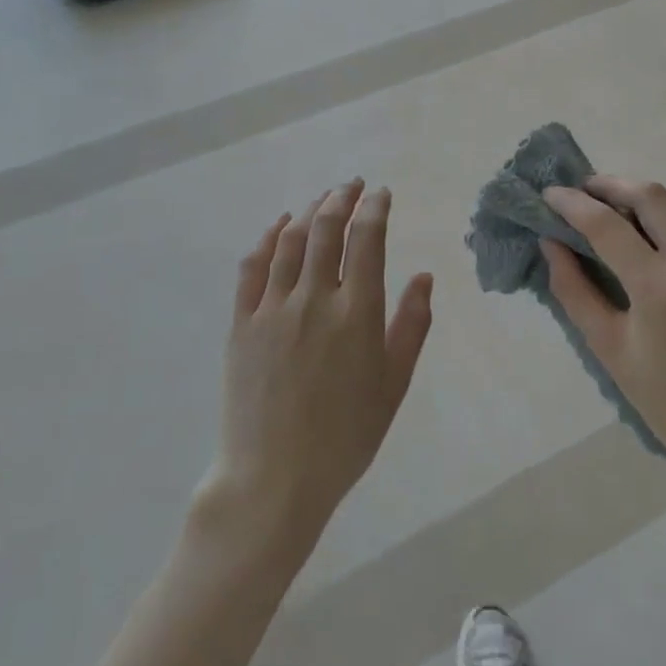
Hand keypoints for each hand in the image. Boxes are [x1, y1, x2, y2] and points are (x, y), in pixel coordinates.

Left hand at [205, 180, 434, 553]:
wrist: (274, 480)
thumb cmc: (345, 437)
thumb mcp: (393, 385)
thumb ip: (412, 325)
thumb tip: (424, 276)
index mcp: (357, 314)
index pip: (368, 239)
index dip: (376, 208)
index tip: (382, 194)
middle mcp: (314, 299)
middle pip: (327, 228)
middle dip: (342, 197)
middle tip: (353, 186)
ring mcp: (273, 308)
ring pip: (291, 240)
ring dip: (310, 211)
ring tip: (323, 199)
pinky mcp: (241, 322)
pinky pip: (253, 266)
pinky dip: (268, 237)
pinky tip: (279, 225)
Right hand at [542, 177, 665, 475]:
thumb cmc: (665, 398)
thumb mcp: (607, 347)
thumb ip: (573, 289)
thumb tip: (550, 243)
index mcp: (658, 286)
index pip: (605, 224)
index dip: (571, 203)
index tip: (549, 194)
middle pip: (649, 195)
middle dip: (611, 186)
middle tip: (585, 193)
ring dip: (651, 196)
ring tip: (627, 214)